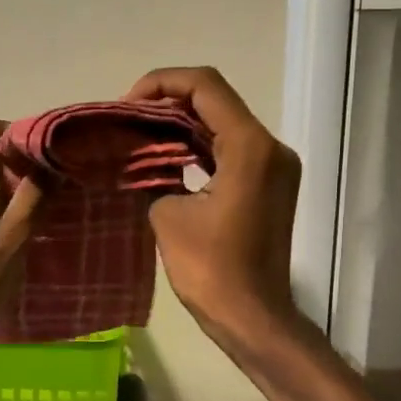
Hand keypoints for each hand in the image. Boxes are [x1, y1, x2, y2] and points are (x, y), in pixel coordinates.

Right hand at [125, 67, 301, 343]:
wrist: (252, 317)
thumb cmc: (210, 269)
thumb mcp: (168, 215)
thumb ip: (155, 173)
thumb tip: (143, 160)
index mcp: (249, 146)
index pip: (204, 86)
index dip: (160, 83)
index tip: (126, 105)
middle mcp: (269, 147)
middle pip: (216, 100)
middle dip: (167, 103)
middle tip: (127, 120)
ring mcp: (274, 166)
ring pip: (223, 124)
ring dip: (181, 124)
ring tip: (138, 135)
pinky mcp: (269, 185)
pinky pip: (230, 150)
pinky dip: (198, 146)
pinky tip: (164, 156)